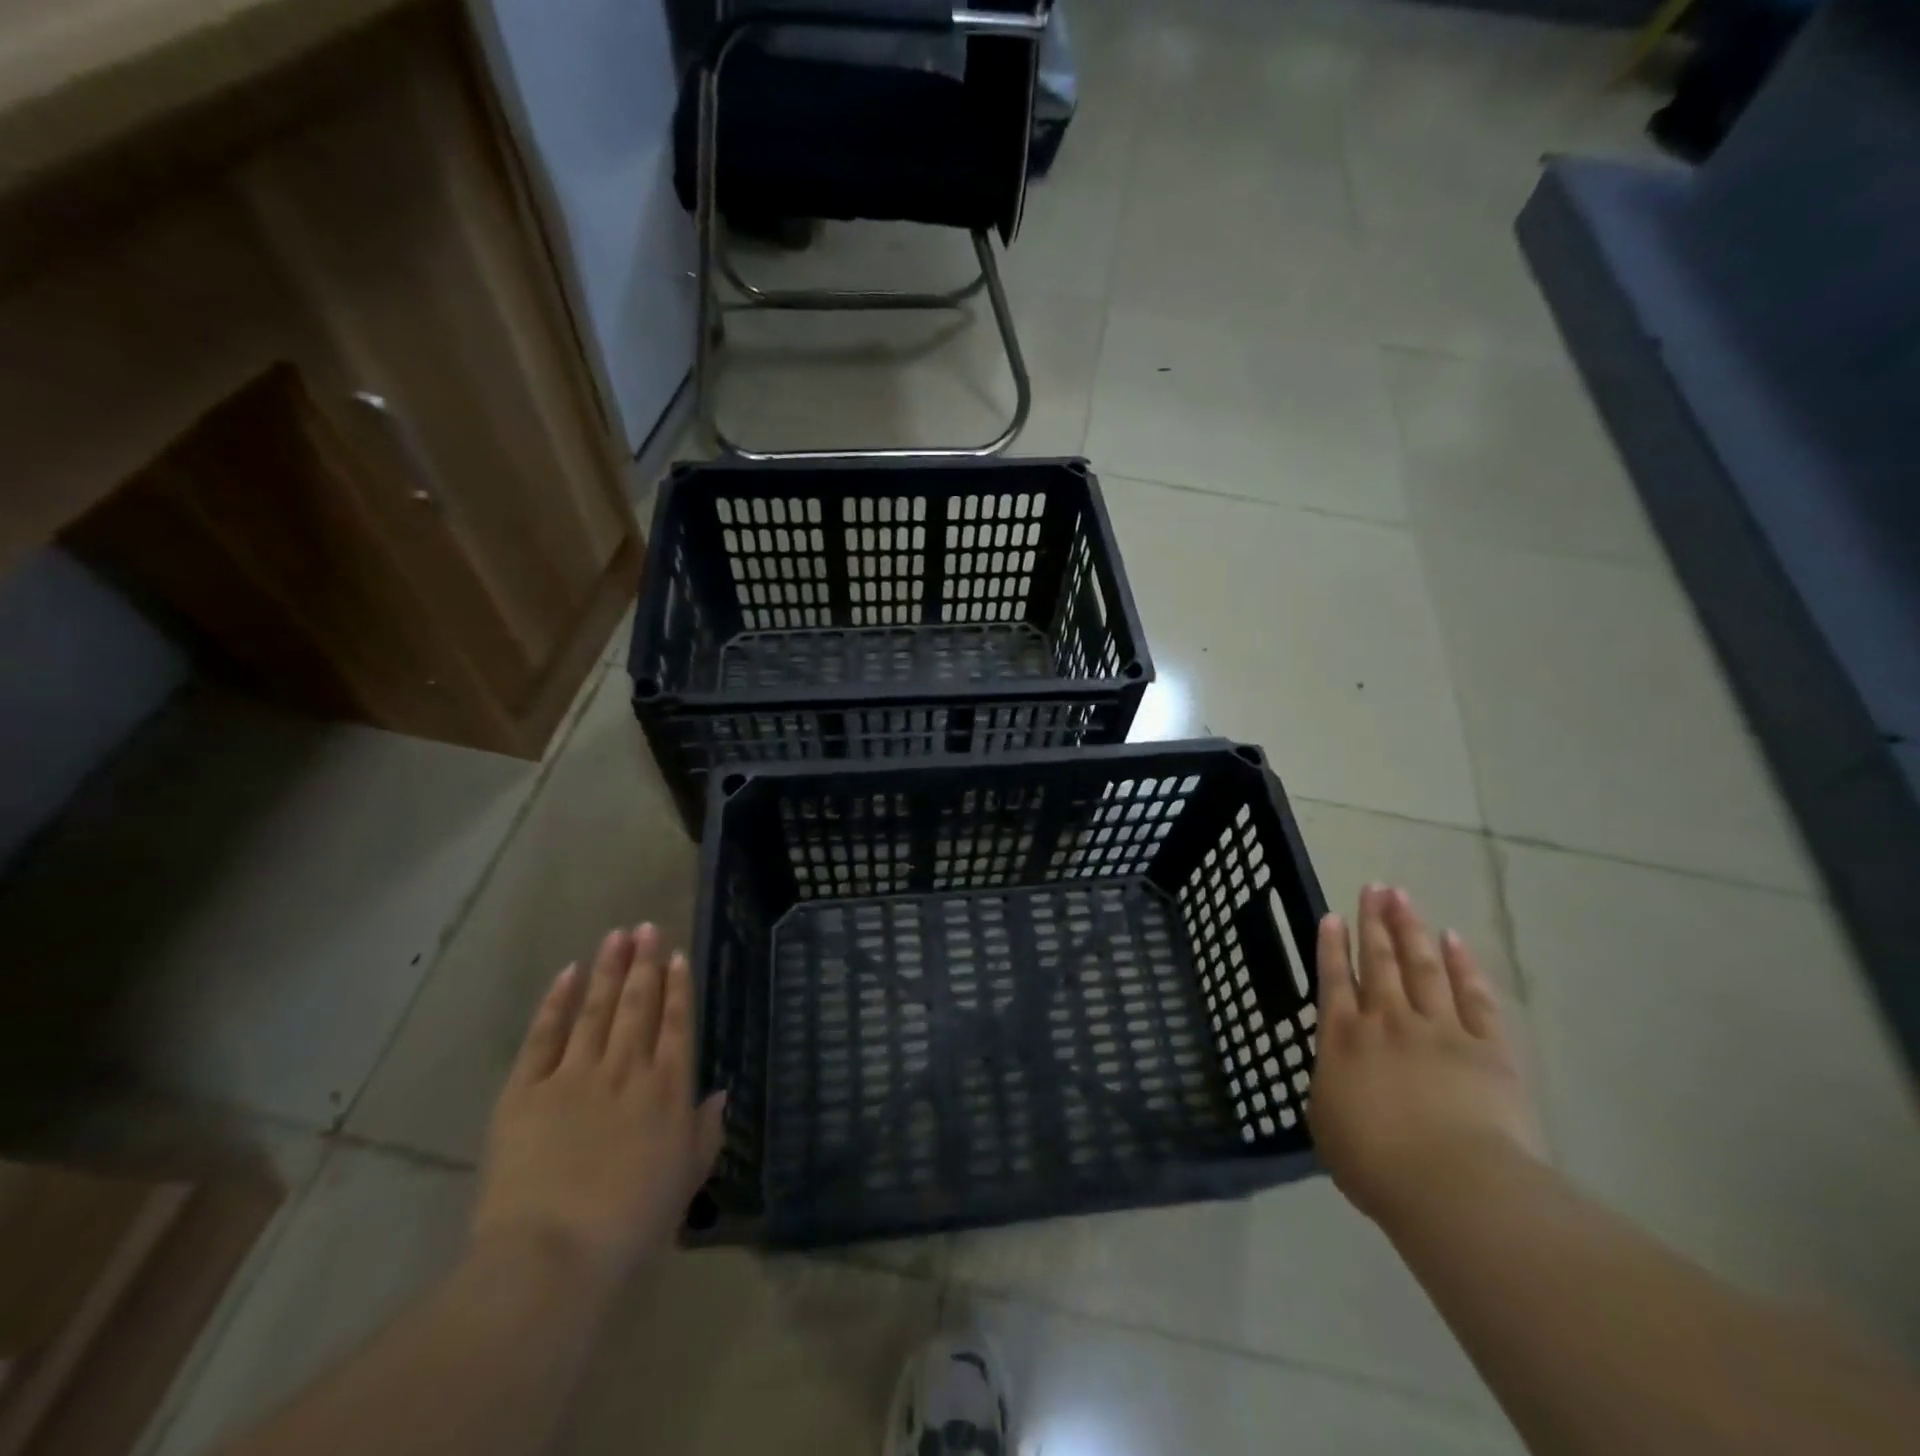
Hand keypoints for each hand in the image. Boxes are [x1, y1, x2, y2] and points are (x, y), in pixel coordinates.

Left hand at [471, 925, 725, 1292]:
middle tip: (647, 927)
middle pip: (637, 1005)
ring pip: (596, 1009)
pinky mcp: (525, 1091)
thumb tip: (720, 1094)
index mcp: (666, 1090)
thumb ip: (706, 1133)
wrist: (551, 1257)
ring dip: (608, 969)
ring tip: (617, 935)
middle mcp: (625, 1070)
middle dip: (644, 963)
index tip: (677, 955)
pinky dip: (556, 1002)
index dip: (677, 987)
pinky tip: (568, 974)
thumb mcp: (685, 1181)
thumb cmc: (630, 1225)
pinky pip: (544, 1036)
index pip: (676, 1024)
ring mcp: (573, 1075)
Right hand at [1308, 885, 1543, 1227]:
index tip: (1332, 915)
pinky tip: (1453, 940)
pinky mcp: (1486, 1047)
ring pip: (1421, 966)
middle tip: (1372, 888)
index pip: (1334, 980)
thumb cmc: (1376, 1164)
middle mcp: (1386, 1022)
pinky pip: (1473, 996)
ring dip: (1410, 929)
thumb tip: (1339, 1074)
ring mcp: (1439, 1029)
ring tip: (1402, 897)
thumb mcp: (1328, 1125)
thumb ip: (1331, 1087)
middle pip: (1379, 961)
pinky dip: (1462, 965)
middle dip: (1373, 923)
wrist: (1453, 1185)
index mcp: (1342, 1040)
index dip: (1332, 946)